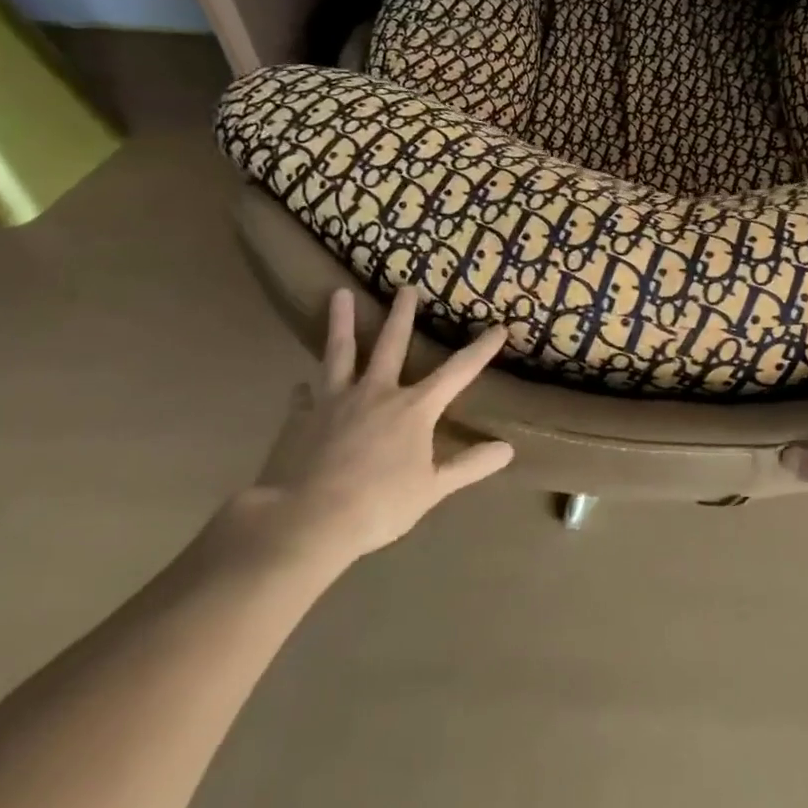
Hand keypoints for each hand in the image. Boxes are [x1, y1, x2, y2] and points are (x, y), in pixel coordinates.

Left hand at [211, 286, 514, 585]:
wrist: (309, 521)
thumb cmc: (379, 505)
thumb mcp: (433, 489)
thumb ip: (469, 466)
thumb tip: (508, 448)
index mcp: (414, 409)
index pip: (457, 372)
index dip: (480, 350)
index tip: (499, 327)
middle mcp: (377, 393)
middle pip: (392, 344)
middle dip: (402, 315)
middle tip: (406, 286)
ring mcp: (337, 402)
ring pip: (341, 353)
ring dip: (342, 323)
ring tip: (338, 295)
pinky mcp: (303, 419)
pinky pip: (304, 398)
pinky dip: (304, 391)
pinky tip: (300, 385)